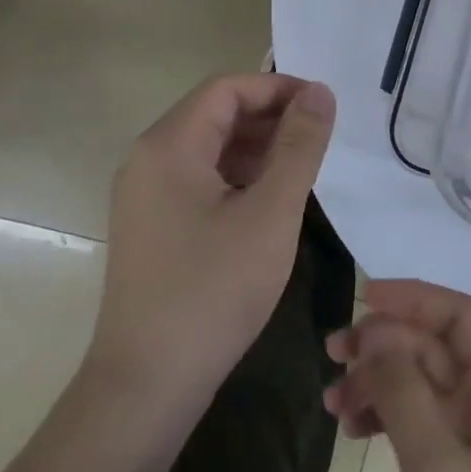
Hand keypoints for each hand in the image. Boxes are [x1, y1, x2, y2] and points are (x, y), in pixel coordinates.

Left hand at [87, 73, 334, 421]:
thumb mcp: (270, 213)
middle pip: (216, 114)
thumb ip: (299, 146)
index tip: (324, 107)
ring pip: (210, 148)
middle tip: (321, 139)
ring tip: (304, 168)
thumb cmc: (213, 291)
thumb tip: (320, 92)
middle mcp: (148, 159)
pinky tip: (271, 200)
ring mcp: (146, 194)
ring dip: (258, 148)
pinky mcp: (153, 224)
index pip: (227, 88)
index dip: (278, 88)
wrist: (148, 384)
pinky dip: (239, 177)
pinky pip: (200, 180)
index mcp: (169, 145)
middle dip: (271, 117)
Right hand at [325, 281, 470, 471]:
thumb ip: (404, 390)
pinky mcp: (462, 460)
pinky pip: (419, 416)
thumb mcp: (435, 464)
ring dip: (377, 380)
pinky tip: (354, 429)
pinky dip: (386, 413)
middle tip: (332, 354)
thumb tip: (376, 332)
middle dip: (383, 343)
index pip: (459, 313)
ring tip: (332, 402)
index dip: (412, 298)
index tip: (363, 299)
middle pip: (434, 345)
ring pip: (421, 379)